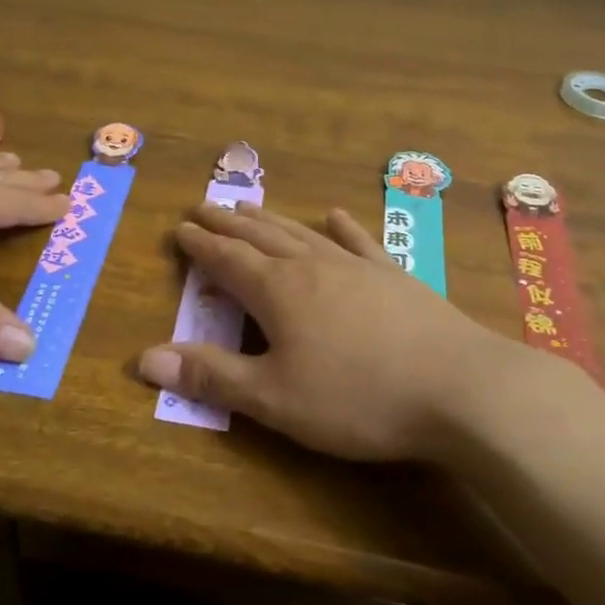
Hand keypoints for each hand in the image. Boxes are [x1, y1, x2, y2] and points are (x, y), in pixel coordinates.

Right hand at [137, 203, 554, 461]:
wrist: (460, 388)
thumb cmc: (357, 398)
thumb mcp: (273, 398)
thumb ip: (211, 376)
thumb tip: (144, 358)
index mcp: (278, 292)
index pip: (227, 260)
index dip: (200, 245)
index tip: (180, 228)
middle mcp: (312, 266)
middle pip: (260, 237)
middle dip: (228, 223)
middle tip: (204, 205)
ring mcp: (357, 267)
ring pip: (302, 234)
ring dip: (271, 220)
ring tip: (250, 206)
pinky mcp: (394, 277)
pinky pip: (359, 243)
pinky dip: (342, 228)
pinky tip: (334, 215)